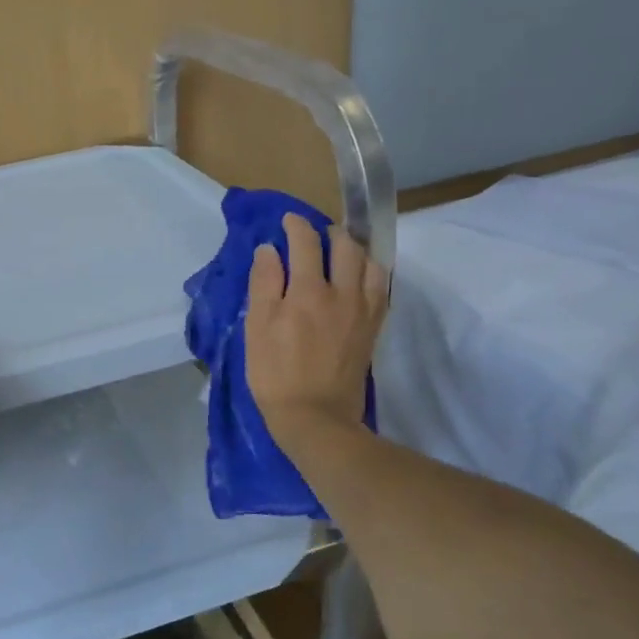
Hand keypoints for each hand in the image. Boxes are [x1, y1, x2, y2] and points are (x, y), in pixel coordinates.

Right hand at [244, 214, 388, 444]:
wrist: (316, 417)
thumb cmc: (275, 373)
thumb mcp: (257, 327)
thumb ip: (264, 284)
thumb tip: (269, 250)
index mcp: (308, 291)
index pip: (305, 243)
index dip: (296, 225)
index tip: (287, 220)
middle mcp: (342, 293)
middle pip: (345, 246)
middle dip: (329, 232)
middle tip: (314, 233)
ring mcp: (363, 311)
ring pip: (369, 263)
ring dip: (354, 249)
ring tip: (339, 250)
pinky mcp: (373, 328)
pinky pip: (381, 288)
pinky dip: (371, 272)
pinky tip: (360, 276)